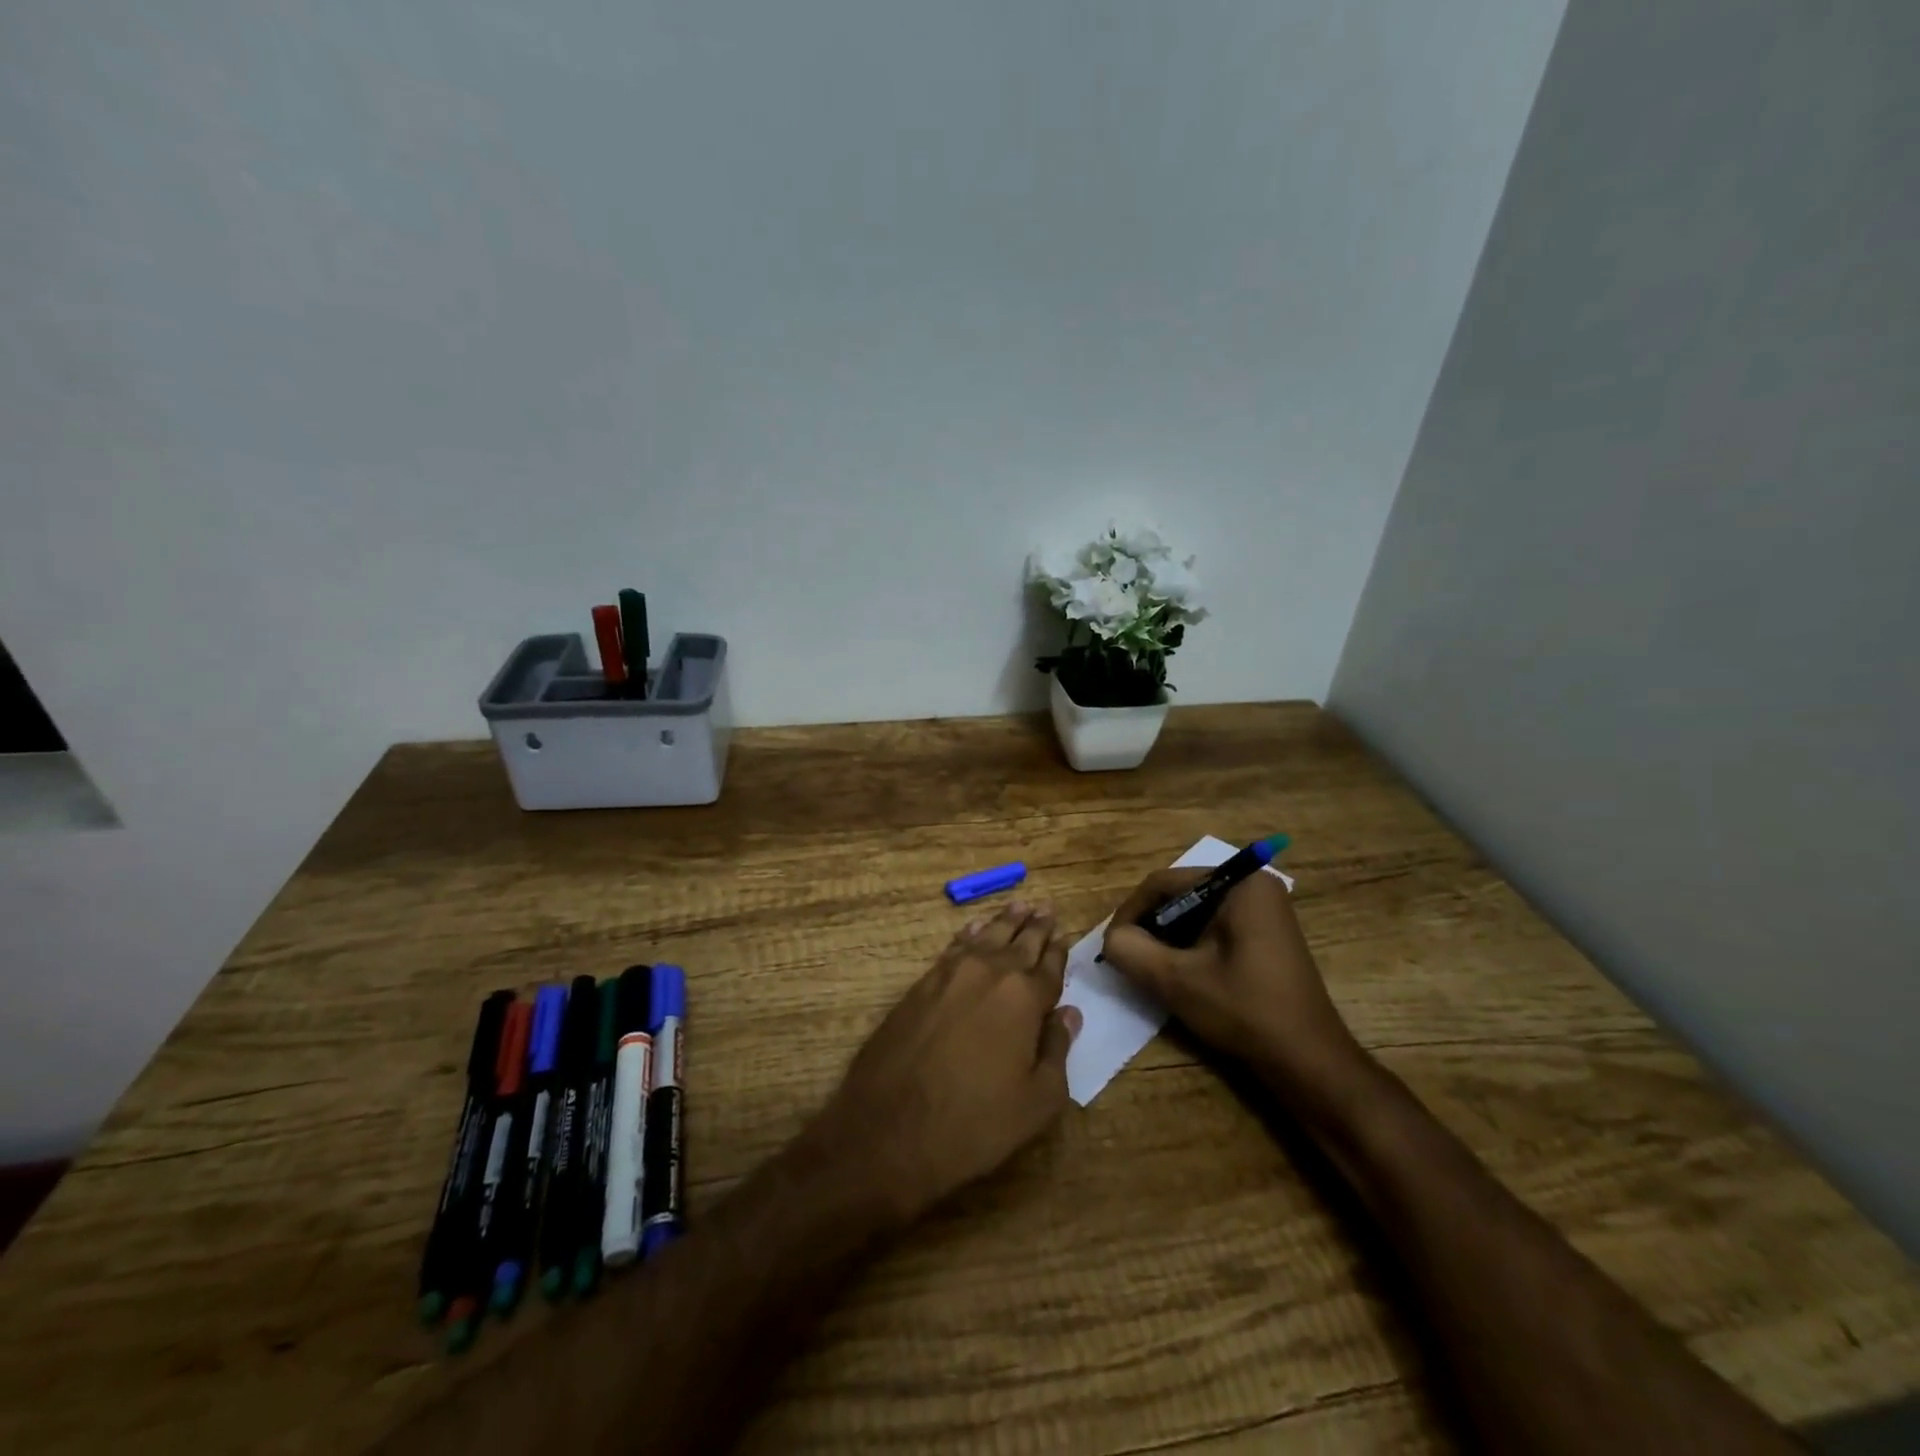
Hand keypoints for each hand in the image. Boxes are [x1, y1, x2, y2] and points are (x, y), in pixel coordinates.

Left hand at [808, 903, 1082, 1225]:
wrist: (888, 1130)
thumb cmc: (973, 1124)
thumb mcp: (1035, 1102)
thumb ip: (1057, 1051)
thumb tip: (1069, 1013)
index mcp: (1024, 998)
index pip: (1049, 967)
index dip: (1059, 952)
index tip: (1064, 936)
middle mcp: (989, 974)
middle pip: (1018, 942)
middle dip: (1034, 926)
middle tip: (1045, 906)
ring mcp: (949, 975)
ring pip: (985, 937)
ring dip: (1004, 922)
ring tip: (1018, 906)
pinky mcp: (920, 985)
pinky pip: (953, 947)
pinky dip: (968, 934)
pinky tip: (973, 928)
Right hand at [1100, 868, 1361, 1095]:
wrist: (1308, 1061)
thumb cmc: (1244, 1010)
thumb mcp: (1176, 980)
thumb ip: (1131, 950)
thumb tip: (1111, 939)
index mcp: (1239, 884)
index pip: (1164, 883)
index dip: (1130, 912)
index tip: (1112, 944)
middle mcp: (1254, 886)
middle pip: (1180, 896)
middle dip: (1150, 927)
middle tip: (1128, 958)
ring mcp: (1264, 911)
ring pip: (1194, 915)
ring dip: (1168, 940)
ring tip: (1149, 969)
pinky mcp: (1265, 935)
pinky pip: (1213, 929)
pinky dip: (1190, 948)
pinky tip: (1180, 975)